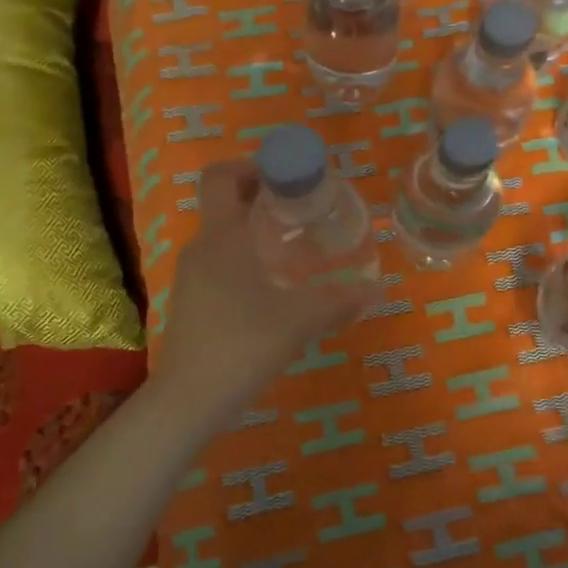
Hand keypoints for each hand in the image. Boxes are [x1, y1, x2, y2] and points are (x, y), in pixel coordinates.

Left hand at [153, 158, 378, 422]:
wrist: (188, 402)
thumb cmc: (242, 345)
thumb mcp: (299, 320)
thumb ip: (340, 301)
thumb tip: (379, 288)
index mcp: (222, 238)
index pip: (220, 176)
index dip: (251, 166)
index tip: (287, 178)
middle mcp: (201, 248)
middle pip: (225, 204)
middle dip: (263, 199)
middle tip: (303, 210)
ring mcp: (192, 277)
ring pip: (224, 237)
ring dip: (256, 231)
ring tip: (297, 248)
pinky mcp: (193, 303)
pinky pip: (220, 263)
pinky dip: (246, 259)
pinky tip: (275, 287)